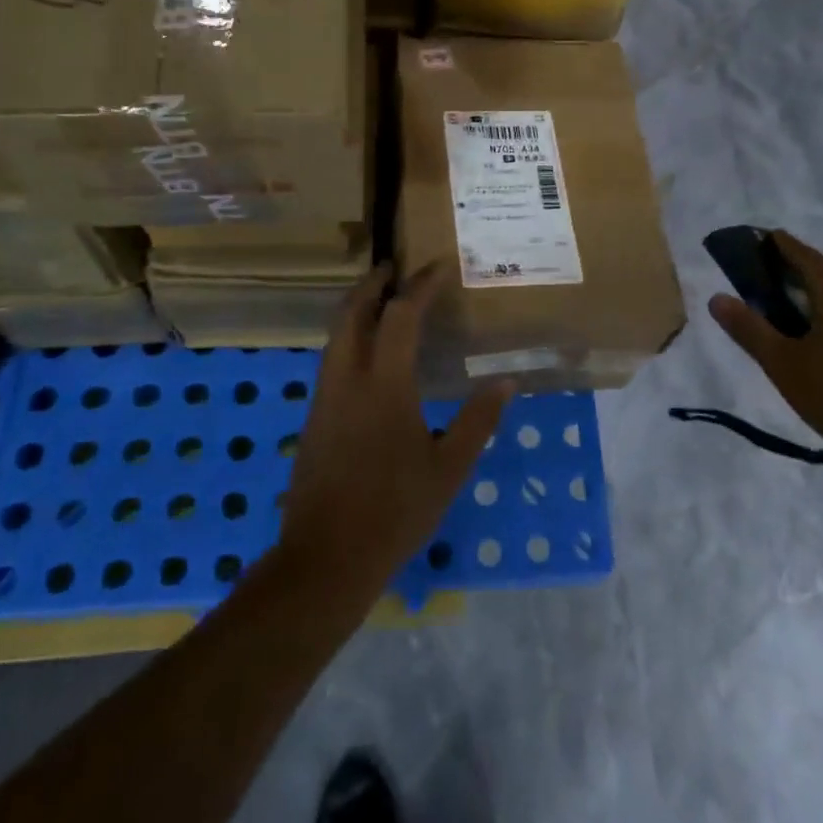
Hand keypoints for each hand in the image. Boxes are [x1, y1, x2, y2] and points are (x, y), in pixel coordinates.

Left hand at [278, 261, 511, 599]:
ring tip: (383, 301)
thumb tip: (506, 382)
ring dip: (357, 308)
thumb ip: (478, 420)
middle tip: (395, 268)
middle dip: (372, 283)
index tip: (438, 265)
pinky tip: (370, 355)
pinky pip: (332, 359)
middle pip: (352, 312)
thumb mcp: (450, 468)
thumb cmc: (396, 511)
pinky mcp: (315, 418)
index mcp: (384, 385)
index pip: (401, 316)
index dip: (420, 286)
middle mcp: (348, 379)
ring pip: (336, 334)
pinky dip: (350, 337)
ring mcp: (325, 398)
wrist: (327, 558)